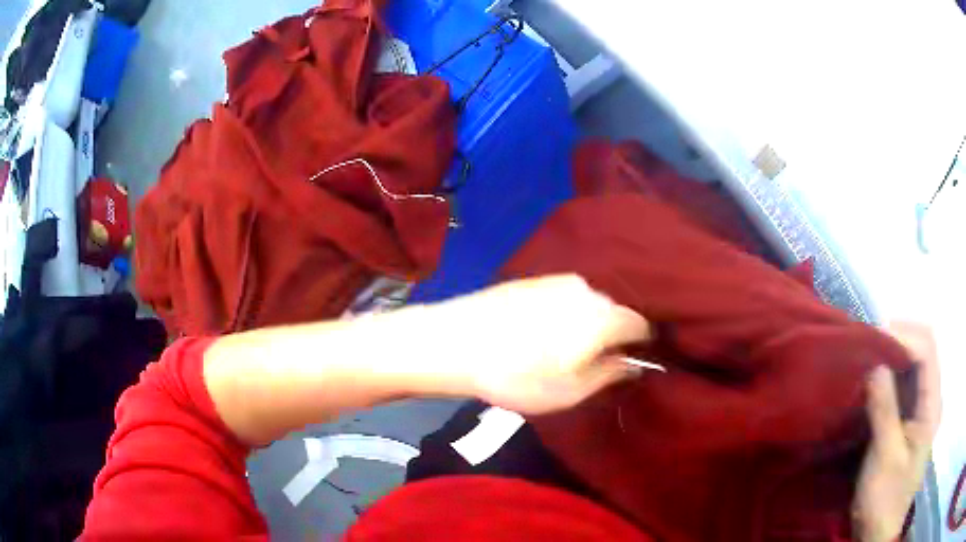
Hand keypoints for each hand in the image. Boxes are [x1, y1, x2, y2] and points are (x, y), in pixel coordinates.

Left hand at [437, 275, 651, 414]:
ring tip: (562, 349)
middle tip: (593, 362)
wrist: (454, 342)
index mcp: (603, 316)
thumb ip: (610, 374)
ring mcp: (556, 280)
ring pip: (587, 303)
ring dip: (585, 324)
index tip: (631, 362)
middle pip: (614, 312)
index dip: (641, 344)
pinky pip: (562, 297)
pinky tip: (539, 333)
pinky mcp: (531, 280)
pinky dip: (563, 314)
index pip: (640, 324)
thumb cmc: (518, 375)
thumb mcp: (571, 390)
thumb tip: (634, 363)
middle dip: (612, 335)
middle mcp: (586, 289)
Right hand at [853, 322, 941, 541]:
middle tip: (868, 345)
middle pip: (922, 353)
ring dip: (892, 360)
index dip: (904, 336)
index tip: (875, 337)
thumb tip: (876, 364)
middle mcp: (931, 401)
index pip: (927, 351)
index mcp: (932, 406)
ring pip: (912, 369)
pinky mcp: (908, 424)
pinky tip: (873, 384)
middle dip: (898, 342)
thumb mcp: (885, 457)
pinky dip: (889, 380)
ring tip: (868, 360)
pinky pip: (903, 390)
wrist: (877, 535)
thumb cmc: (886, 499)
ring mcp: (921, 412)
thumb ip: (885, 410)